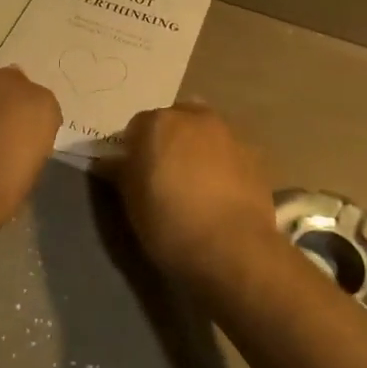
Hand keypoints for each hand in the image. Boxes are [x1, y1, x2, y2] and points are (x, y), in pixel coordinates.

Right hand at [108, 104, 279, 287]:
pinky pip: (229, 153)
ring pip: (205, 133)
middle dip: (168, 140)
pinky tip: (221, 194)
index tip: (135, 174)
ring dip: (197, 149)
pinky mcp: (255, 156)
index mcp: (158, 123)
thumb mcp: (132, 202)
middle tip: (165, 175)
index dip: (133, 150)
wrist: (232, 249)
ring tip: (196, 185)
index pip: (136, 127)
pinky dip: (222, 165)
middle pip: (175, 120)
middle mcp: (195, 117)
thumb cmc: (170, 223)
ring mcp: (229, 134)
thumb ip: (121, 172)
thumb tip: (112, 161)